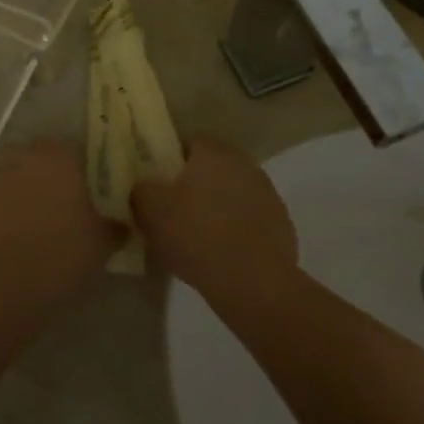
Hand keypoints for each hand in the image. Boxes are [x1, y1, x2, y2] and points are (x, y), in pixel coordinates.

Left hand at [0, 139, 121, 284]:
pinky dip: (1, 216)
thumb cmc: (60, 253)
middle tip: (63, 212)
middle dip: (49, 182)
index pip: (74, 152)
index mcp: (58, 155)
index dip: (82, 174)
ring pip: (13, 180)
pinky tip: (11, 243)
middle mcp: (22, 156)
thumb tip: (121, 225)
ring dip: (22, 197)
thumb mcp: (100, 245)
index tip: (88, 196)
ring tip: (35, 230)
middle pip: (39, 163)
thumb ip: (113, 228)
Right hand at [131, 138, 298, 305]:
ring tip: (200, 235)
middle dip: (196, 183)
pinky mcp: (281, 223)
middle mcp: (244, 164)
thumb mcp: (151, 211)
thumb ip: (142, 190)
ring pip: (234, 192)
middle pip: (214, 167)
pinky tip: (224, 252)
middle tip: (176, 209)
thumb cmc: (196, 236)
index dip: (172, 160)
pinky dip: (238, 228)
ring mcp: (267, 193)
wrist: (253, 281)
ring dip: (219, 205)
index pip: (190, 142)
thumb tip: (145, 186)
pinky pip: (251, 218)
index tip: (159, 183)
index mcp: (213, 153)